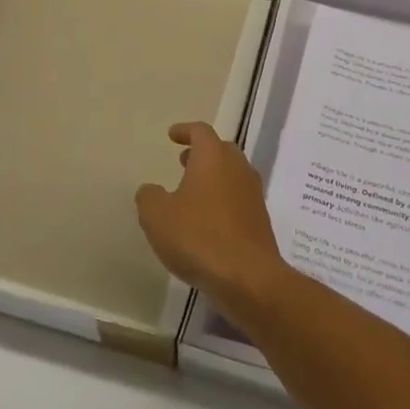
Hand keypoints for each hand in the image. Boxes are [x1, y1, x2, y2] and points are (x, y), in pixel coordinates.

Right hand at [136, 122, 290, 317]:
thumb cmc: (198, 237)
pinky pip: (238, 200)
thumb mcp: (157, 216)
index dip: (185, 131)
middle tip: (183, 161)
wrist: (248, 277)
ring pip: (232, 175)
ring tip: (192, 192)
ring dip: (213, 177)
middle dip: (201, 153)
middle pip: (221, 150)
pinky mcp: (260, 221)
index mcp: (213, 157)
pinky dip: (223, 201)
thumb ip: (149, 197)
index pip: (200, 131)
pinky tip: (208, 221)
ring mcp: (253, 194)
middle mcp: (237, 168)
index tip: (172, 135)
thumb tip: (151, 190)